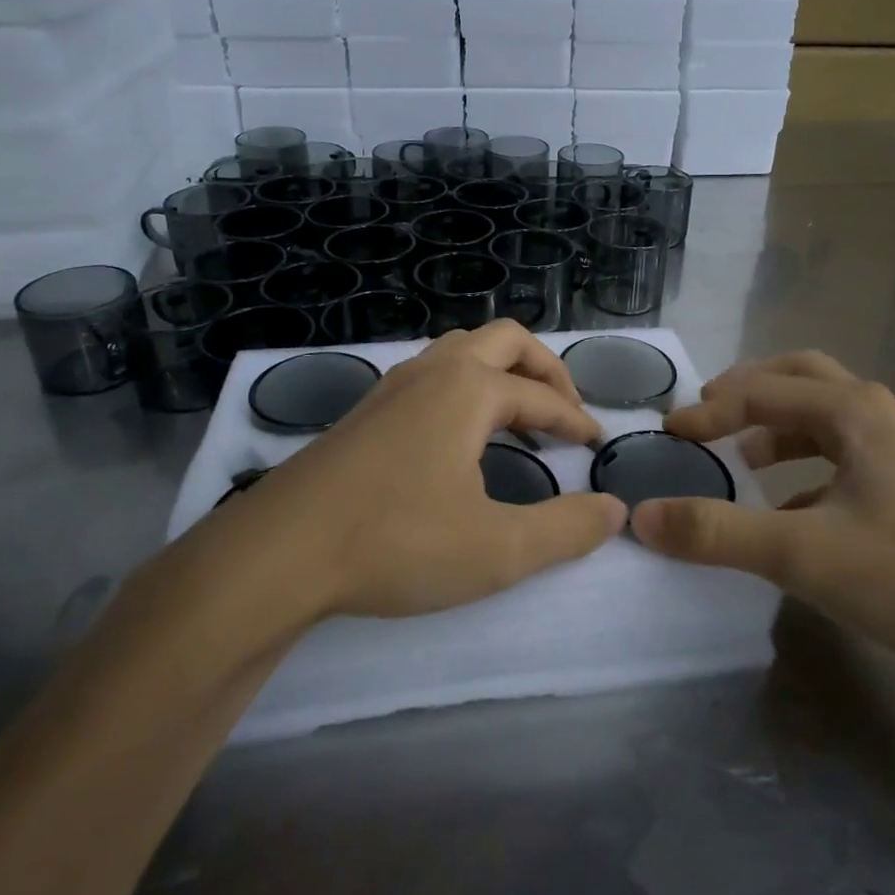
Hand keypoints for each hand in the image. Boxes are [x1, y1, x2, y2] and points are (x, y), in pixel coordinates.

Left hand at [208, 322, 626, 623]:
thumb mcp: (497, 549)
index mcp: (469, 389)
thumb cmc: (396, 543)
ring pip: (461, 350)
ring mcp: (393, 385)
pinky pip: (431, 373)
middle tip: (565, 410)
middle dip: (544, 369)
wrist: (279, 553)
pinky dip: (465, 385)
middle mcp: (433, 371)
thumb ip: (566, 529)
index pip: (541, 396)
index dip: (575, 420)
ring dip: (501, 371)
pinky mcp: (365, 410)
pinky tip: (458, 432)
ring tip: (517, 414)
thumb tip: (615, 510)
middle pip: (505, 341)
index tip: (597, 445)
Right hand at [630, 351, 894, 676]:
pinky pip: (842, 449)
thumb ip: (717, 534)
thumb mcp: (802, 555)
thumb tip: (643, 516)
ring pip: (823, 411)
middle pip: (797, 376)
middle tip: (707, 416)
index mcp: (850, 410)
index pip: (758, 393)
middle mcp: (874, 412)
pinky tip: (789, 504)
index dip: (706, 413)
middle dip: (746, 391)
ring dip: (776, 422)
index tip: (667, 436)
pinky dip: (804, 459)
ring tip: (741, 455)